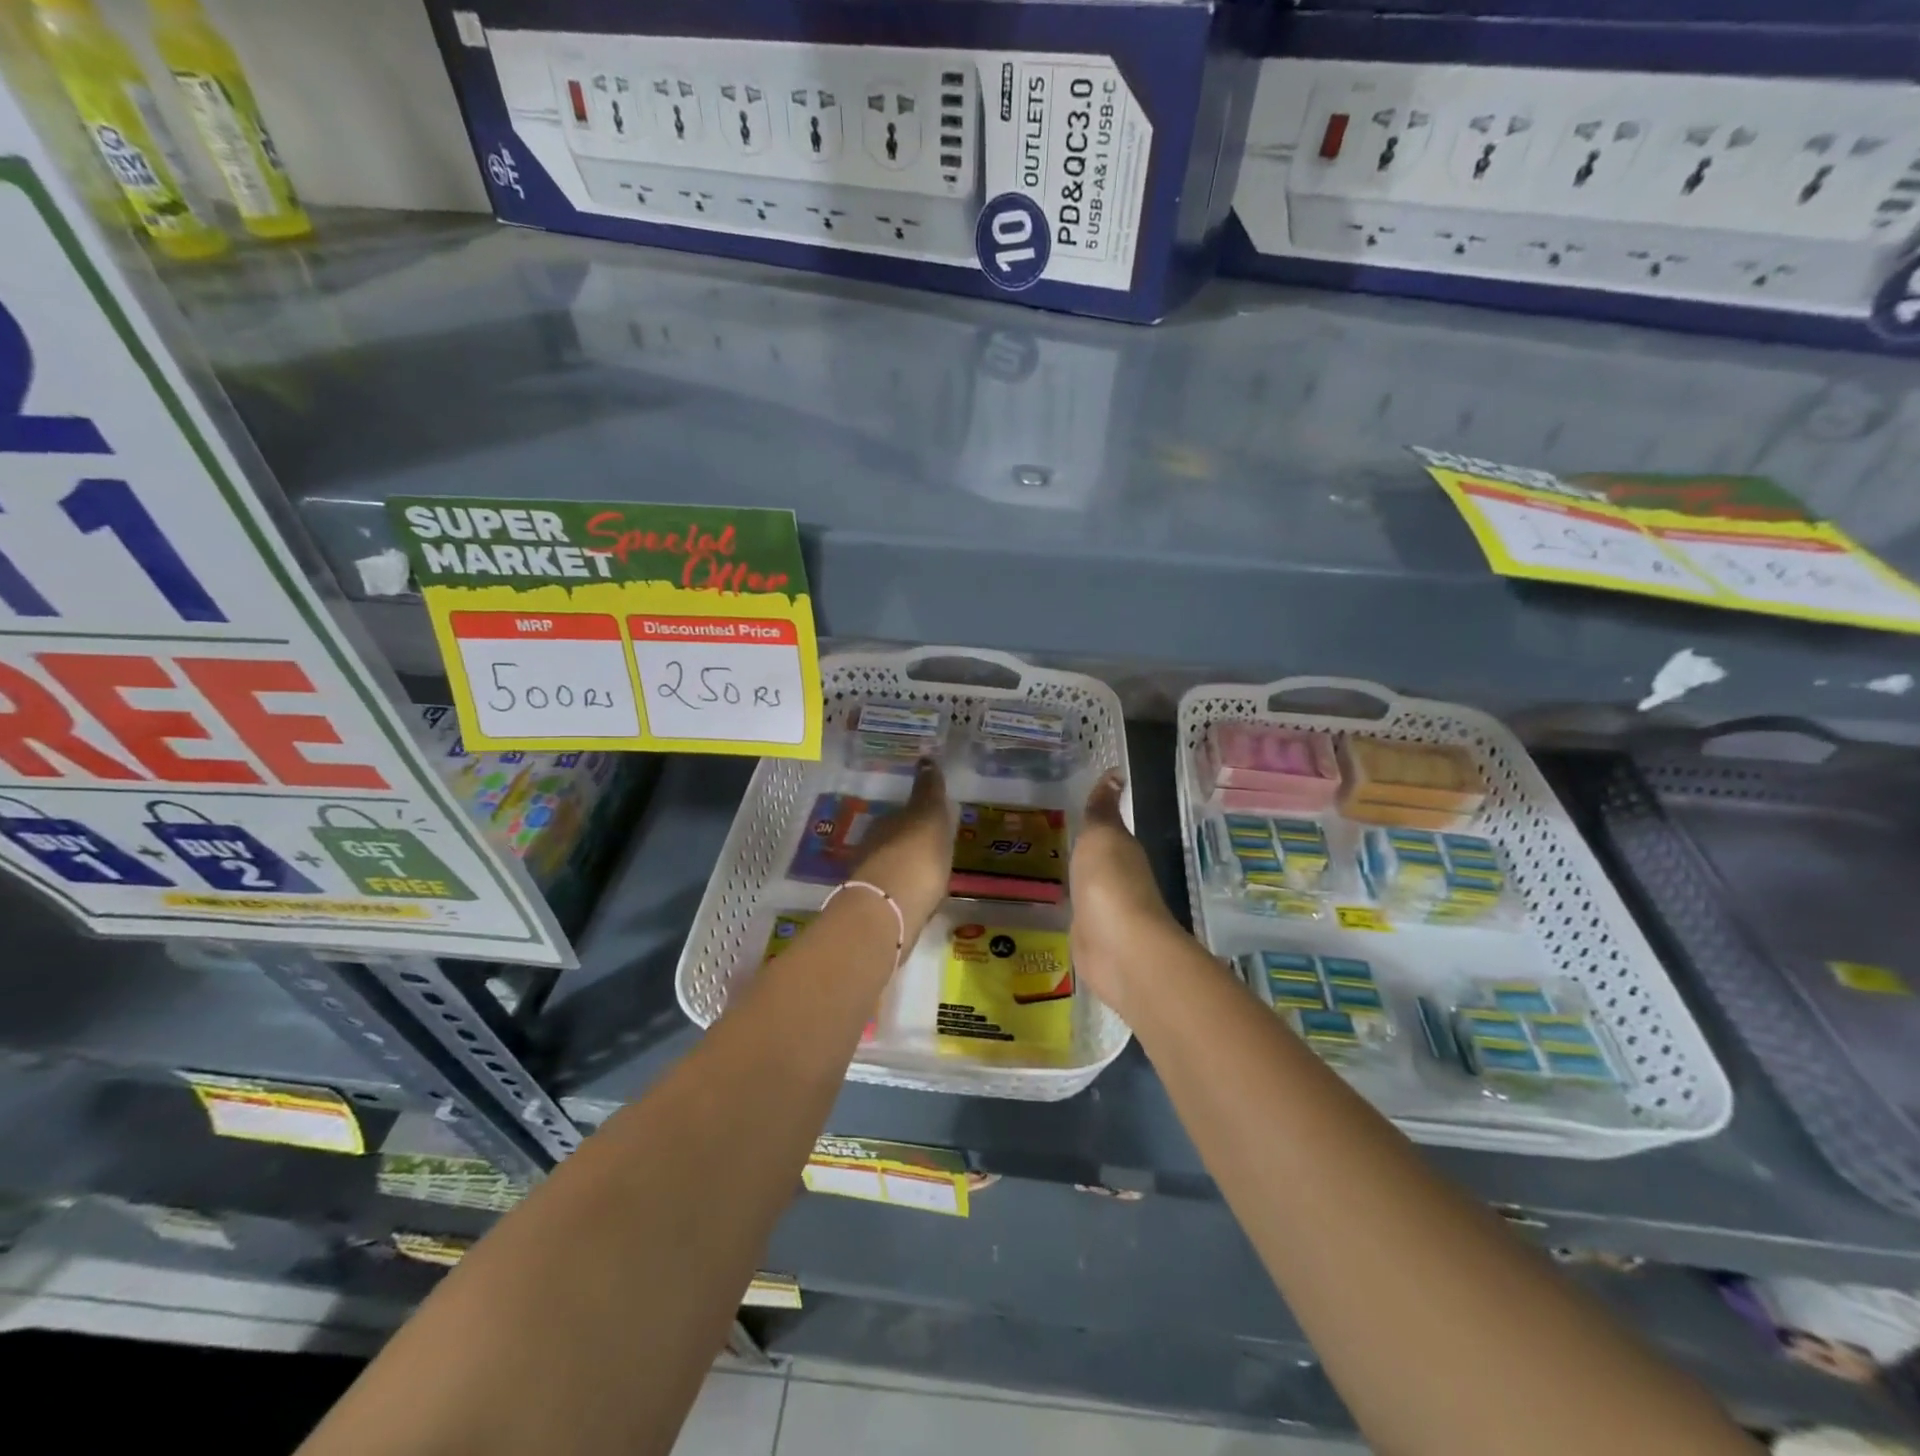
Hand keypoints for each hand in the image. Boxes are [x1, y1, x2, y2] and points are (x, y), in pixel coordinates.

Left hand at [849, 758, 952, 936]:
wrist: (889, 909)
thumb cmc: (916, 855)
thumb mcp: (929, 816)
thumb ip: (928, 791)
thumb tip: (925, 758)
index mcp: (887, 822)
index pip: (903, 814)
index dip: (918, 817)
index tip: (933, 823)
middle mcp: (874, 846)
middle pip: (895, 840)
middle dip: (910, 843)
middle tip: (932, 849)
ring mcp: (871, 878)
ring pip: (892, 866)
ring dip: (906, 868)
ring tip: (930, 877)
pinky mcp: (876, 908)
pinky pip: (895, 892)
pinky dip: (905, 892)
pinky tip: (920, 899)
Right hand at [1070, 771, 1181, 1011]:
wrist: (1119, 948)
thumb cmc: (1109, 882)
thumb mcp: (1101, 836)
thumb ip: (1102, 809)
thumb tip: (1116, 771)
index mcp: (1123, 850)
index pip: (1108, 828)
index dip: (1093, 817)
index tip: (1069, 804)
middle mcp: (1119, 877)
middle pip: (1098, 858)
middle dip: (1080, 847)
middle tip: (1046, 833)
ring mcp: (1105, 910)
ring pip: (1087, 885)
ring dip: (1074, 877)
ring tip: (1042, 865)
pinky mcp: (1091, 937)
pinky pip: (1076, 914)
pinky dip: (1068, 906)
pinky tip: (1050, 902)